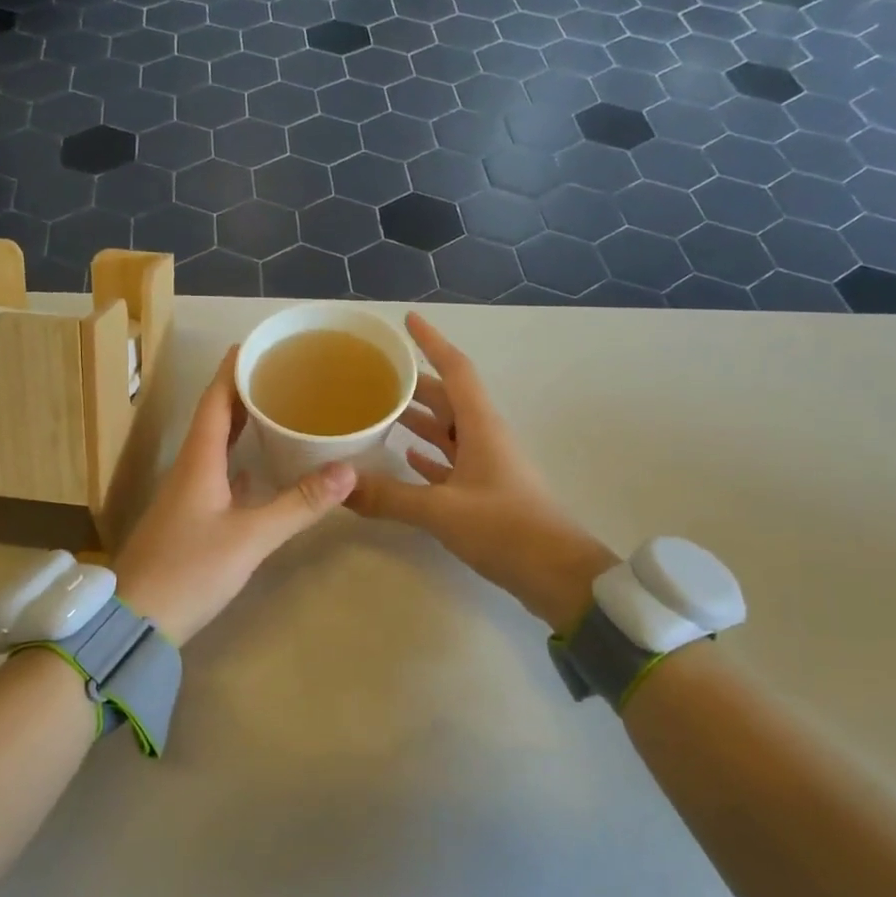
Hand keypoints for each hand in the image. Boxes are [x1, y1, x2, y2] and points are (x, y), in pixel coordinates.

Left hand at [112, 348, 356, 644]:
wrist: (135, 619)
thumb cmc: (189, 570)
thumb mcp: (250, 537)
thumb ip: (298, 504)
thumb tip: (349, 470)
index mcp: (198, 459)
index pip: (215, 399)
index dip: (234, 369)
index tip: (258, 345)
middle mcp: (188, 468)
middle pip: (215, 417)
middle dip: (243, 391)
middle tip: (280, 374)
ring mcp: (185, 494)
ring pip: (215, 446)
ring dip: (241, 425)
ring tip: (276, 411)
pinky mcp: (187, 518)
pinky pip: (216, 474)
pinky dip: (238, 460)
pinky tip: (257, 468)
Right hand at [347, 313, 617, 630]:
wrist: (557, 575)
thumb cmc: (505, 529)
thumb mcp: (441, 510)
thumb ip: (388, 496)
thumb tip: (339, 487)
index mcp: (481, 426)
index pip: (456, 369)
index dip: (432, 342)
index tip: (408, 321)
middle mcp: (485, 437)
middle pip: (448, 398)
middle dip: (414, 383)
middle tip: (374, 375)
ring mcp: (487, 466)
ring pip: (448, 431)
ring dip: (419, 419)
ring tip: (380, 411)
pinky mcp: (485, 493)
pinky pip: (451, 463)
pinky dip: (428, 456)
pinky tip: (405, 458)